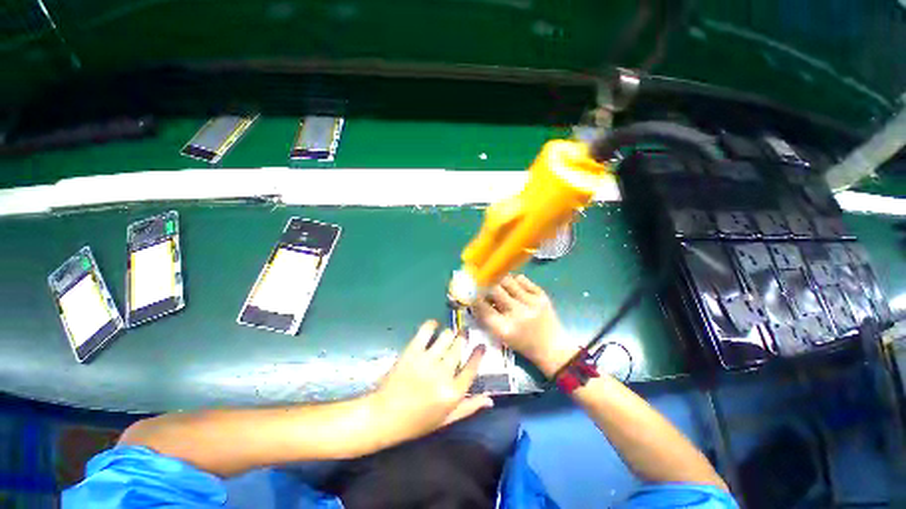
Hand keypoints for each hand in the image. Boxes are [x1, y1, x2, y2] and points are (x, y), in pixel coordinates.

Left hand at [371, 321, 492, 445]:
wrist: (384, 417)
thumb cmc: (416, 422)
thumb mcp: (446, 420)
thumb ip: (469, 408)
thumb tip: (490, 399)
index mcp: (453, 392)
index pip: (472, 367)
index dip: (478, 353)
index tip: (481, 345)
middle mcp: (443, 373)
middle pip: (460, 346)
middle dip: (463, 338)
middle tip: (462, 336)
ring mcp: (427, 360)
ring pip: (447, 336)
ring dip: (450, 333)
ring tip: (448, 335)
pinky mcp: (412, 351)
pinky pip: (426, 331)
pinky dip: (432, 325)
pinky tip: (434, 325)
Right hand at [473, 274, 576, 376]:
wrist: (552, 347)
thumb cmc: (522, 343)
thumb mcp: (500, 335)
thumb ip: (486, 317)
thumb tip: (474, 297)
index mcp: (505, 328)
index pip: (482, 306)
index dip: (474, 296)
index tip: (471, 290)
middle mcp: (518, 313)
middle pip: (494, 289)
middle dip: (486, 284)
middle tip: (483, 282)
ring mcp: (532, 302)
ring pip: (507, 280)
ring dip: (499, 280)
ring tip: (497, 282)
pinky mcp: (542, 295)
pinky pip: (521, 279)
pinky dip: (513, 280)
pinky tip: (513, 286)